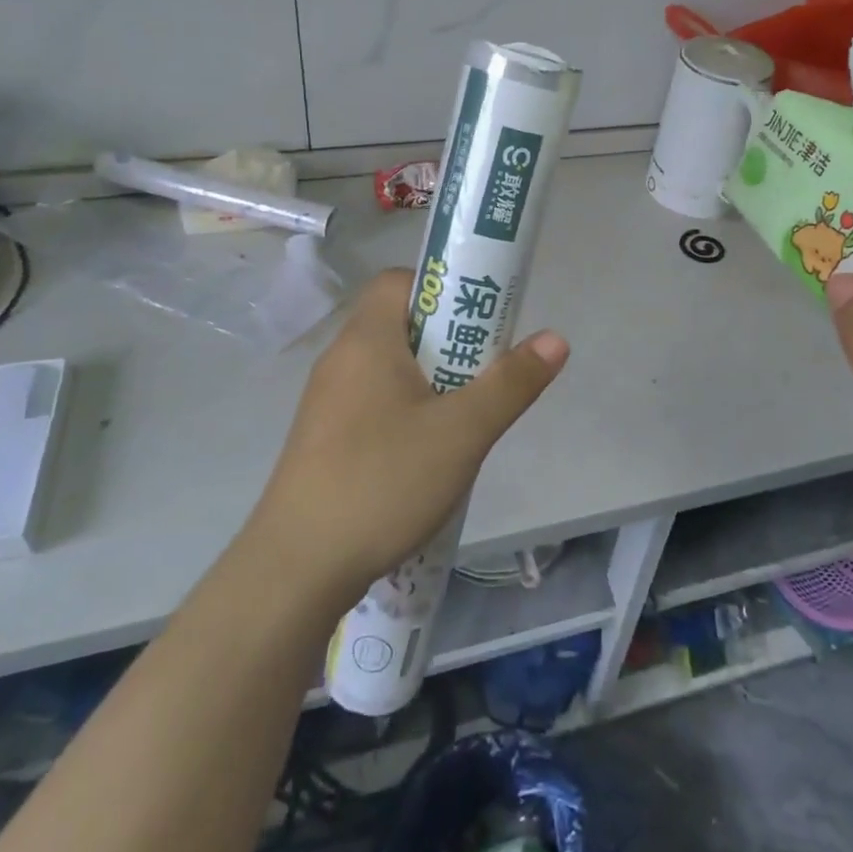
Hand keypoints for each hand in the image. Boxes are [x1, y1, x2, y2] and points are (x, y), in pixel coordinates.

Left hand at [244, 268, 568, 610]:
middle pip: (400, 324)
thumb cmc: (383, 482)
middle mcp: (340, 360)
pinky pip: (374, 403)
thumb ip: (511, 383)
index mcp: (366, 340)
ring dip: (431, 382)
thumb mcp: (462, 433)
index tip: (479, 322)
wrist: (296, 569)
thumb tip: (556, 339)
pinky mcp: (323, 440)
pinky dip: (406, 412)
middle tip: (483, 374)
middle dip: (449, 342)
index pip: (400, 281)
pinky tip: (427, 456)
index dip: (443, 290)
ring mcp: (327, 402)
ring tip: (464, 419)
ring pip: (390, 369)